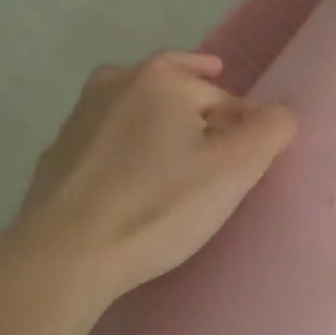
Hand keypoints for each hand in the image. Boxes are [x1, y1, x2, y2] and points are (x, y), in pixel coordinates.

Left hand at [11, 52, 295, 301]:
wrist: (64, 256)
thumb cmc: (158, 204)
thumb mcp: (235, 168)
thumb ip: (271, 130)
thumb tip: (279, 115)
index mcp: (158, 78)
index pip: (221, 94)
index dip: (242, 122)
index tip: (248, 156)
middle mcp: (114, 83)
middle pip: (174, 92)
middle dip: (200, 113)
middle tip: (219, 147)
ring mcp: (78, 119)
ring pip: (137, 114)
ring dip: (161, 129)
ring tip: (179, 160)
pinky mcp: (56, 156)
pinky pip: (108, 145)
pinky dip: (128, 155)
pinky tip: (134, 186)